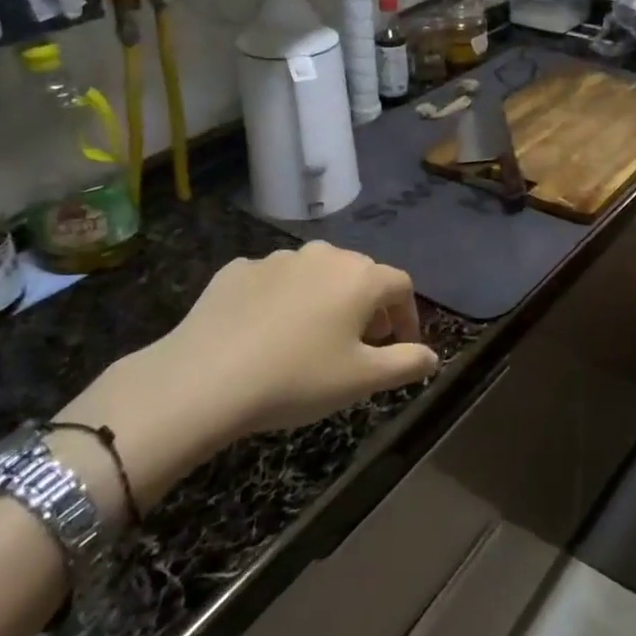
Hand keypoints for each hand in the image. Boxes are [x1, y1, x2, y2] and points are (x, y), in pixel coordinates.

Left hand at [62, 244, 437, 505]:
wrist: (203, 379)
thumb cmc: (296, 379)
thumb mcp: (362, 380)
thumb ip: (406, 364)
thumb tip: (432, 357)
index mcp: (360, 277)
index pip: (401, 286)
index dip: (407, 316)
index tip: (401, 347)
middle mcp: (324, 255)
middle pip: (359, 274)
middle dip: (368, 306)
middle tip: (360, 345)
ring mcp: (277, 258)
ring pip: (315, 274)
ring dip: (324, 299)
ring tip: (311, 337)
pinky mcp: (237, 270)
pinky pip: (273, 281)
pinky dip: (281, 300)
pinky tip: (266, 332)